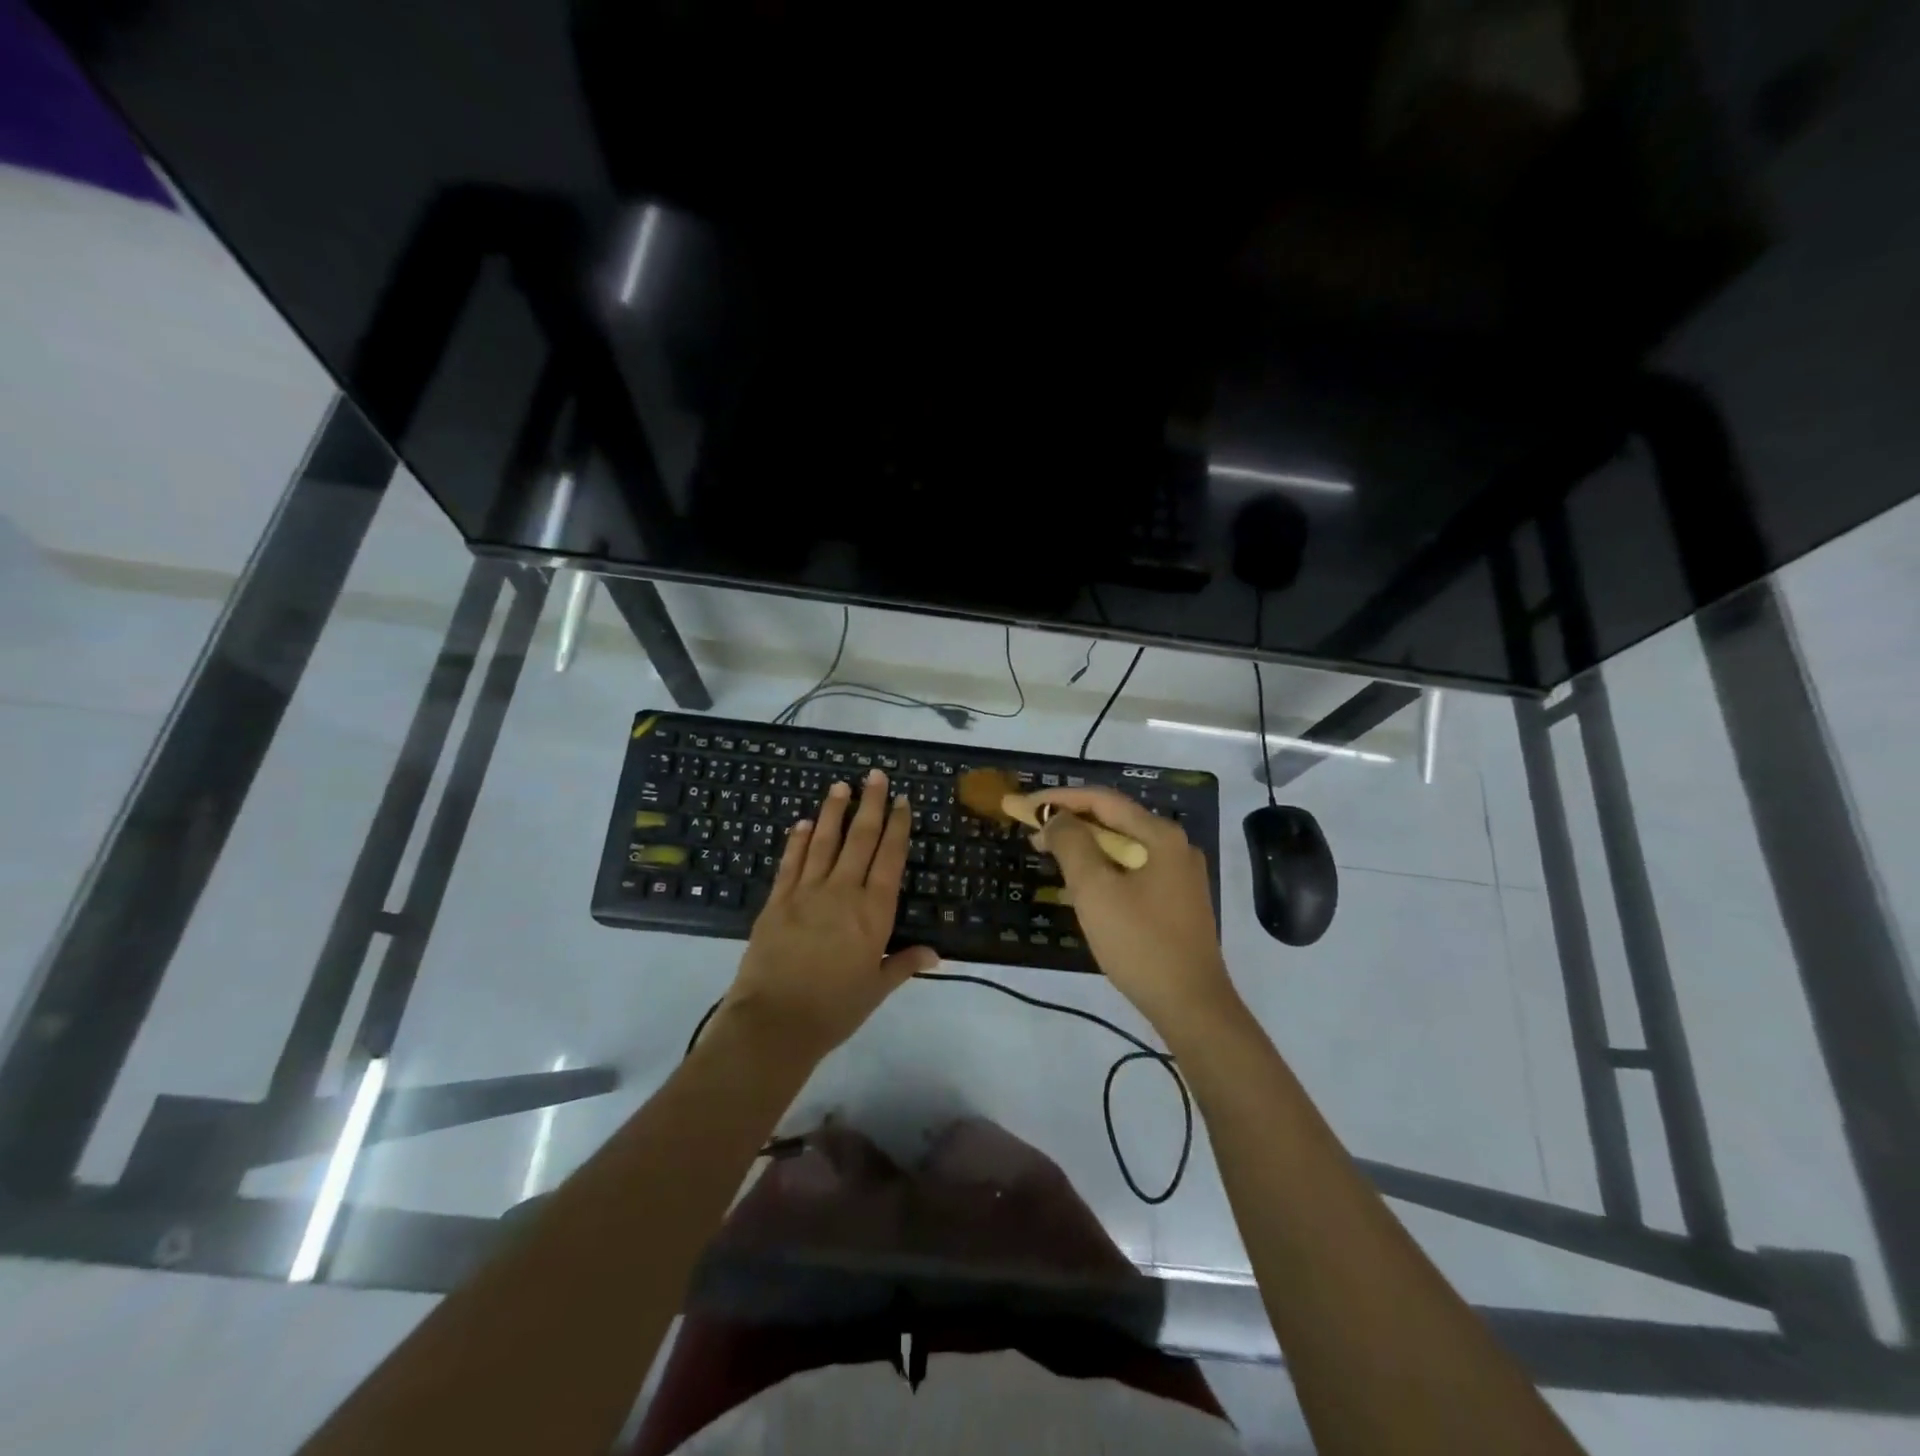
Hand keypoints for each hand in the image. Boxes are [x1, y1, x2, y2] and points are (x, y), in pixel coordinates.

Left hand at [722, 769, 935, 1061]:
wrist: (775, 1022)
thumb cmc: (834, 1009)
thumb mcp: (876, 989)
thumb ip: (904, 964)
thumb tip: (935, 953)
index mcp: (873, 912)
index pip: (889, 859)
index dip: (896, 827)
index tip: (901, 801)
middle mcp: (842, 892)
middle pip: (859, 839)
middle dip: (870, 805)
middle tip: (875, 775)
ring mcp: (806, 892)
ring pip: (823, 842)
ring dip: (833, 812)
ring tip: (841, 786)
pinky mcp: (777, 900)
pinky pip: (790, 862)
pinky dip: (797, 840)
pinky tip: (802, 823)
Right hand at [1030, 786, 1239, 1037]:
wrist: (1191, 1005)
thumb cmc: (1140, 942)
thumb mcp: (1095, 889)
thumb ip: (1072, 844)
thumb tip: (1056, 818)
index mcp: (1160, 836)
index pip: (1102, 800)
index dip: (1059, 800)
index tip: (1023, 807)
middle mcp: (1174, 846)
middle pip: (1114, 821)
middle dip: (1070, 822)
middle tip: (1031, 832)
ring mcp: (1179, 875)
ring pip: (1122, 847)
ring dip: (1084, 846)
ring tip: (1048, 853)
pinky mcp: (1176, 901)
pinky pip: (1132, 870)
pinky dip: (1102, 868)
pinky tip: (1079, 883)